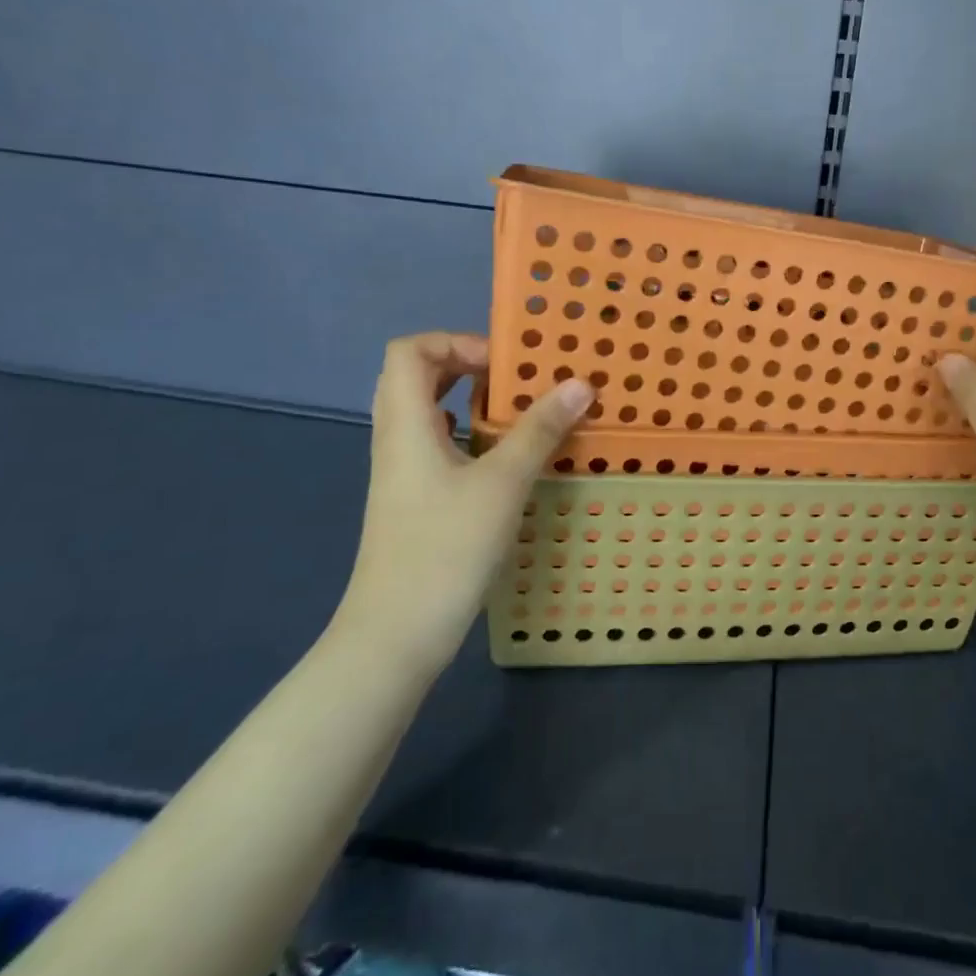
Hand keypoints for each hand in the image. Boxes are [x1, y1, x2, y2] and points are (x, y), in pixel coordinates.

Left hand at [334, 332, 593, 672]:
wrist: (396, 634)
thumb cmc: (445, 549)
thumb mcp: (502, 483)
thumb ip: (539, 430)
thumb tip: (580, 384)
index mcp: (406, 424)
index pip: (408, 351)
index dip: (454, 342)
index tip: (503, 364)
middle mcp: (396, 439)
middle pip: (414, 375)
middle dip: (463, 364)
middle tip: (512, 379)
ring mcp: (400, 472)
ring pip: (424, 411)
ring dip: (465, 398)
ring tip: (514, 410)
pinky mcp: (412, 499)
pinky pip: (434, 443)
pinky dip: (464, 432)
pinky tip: (499, 455)